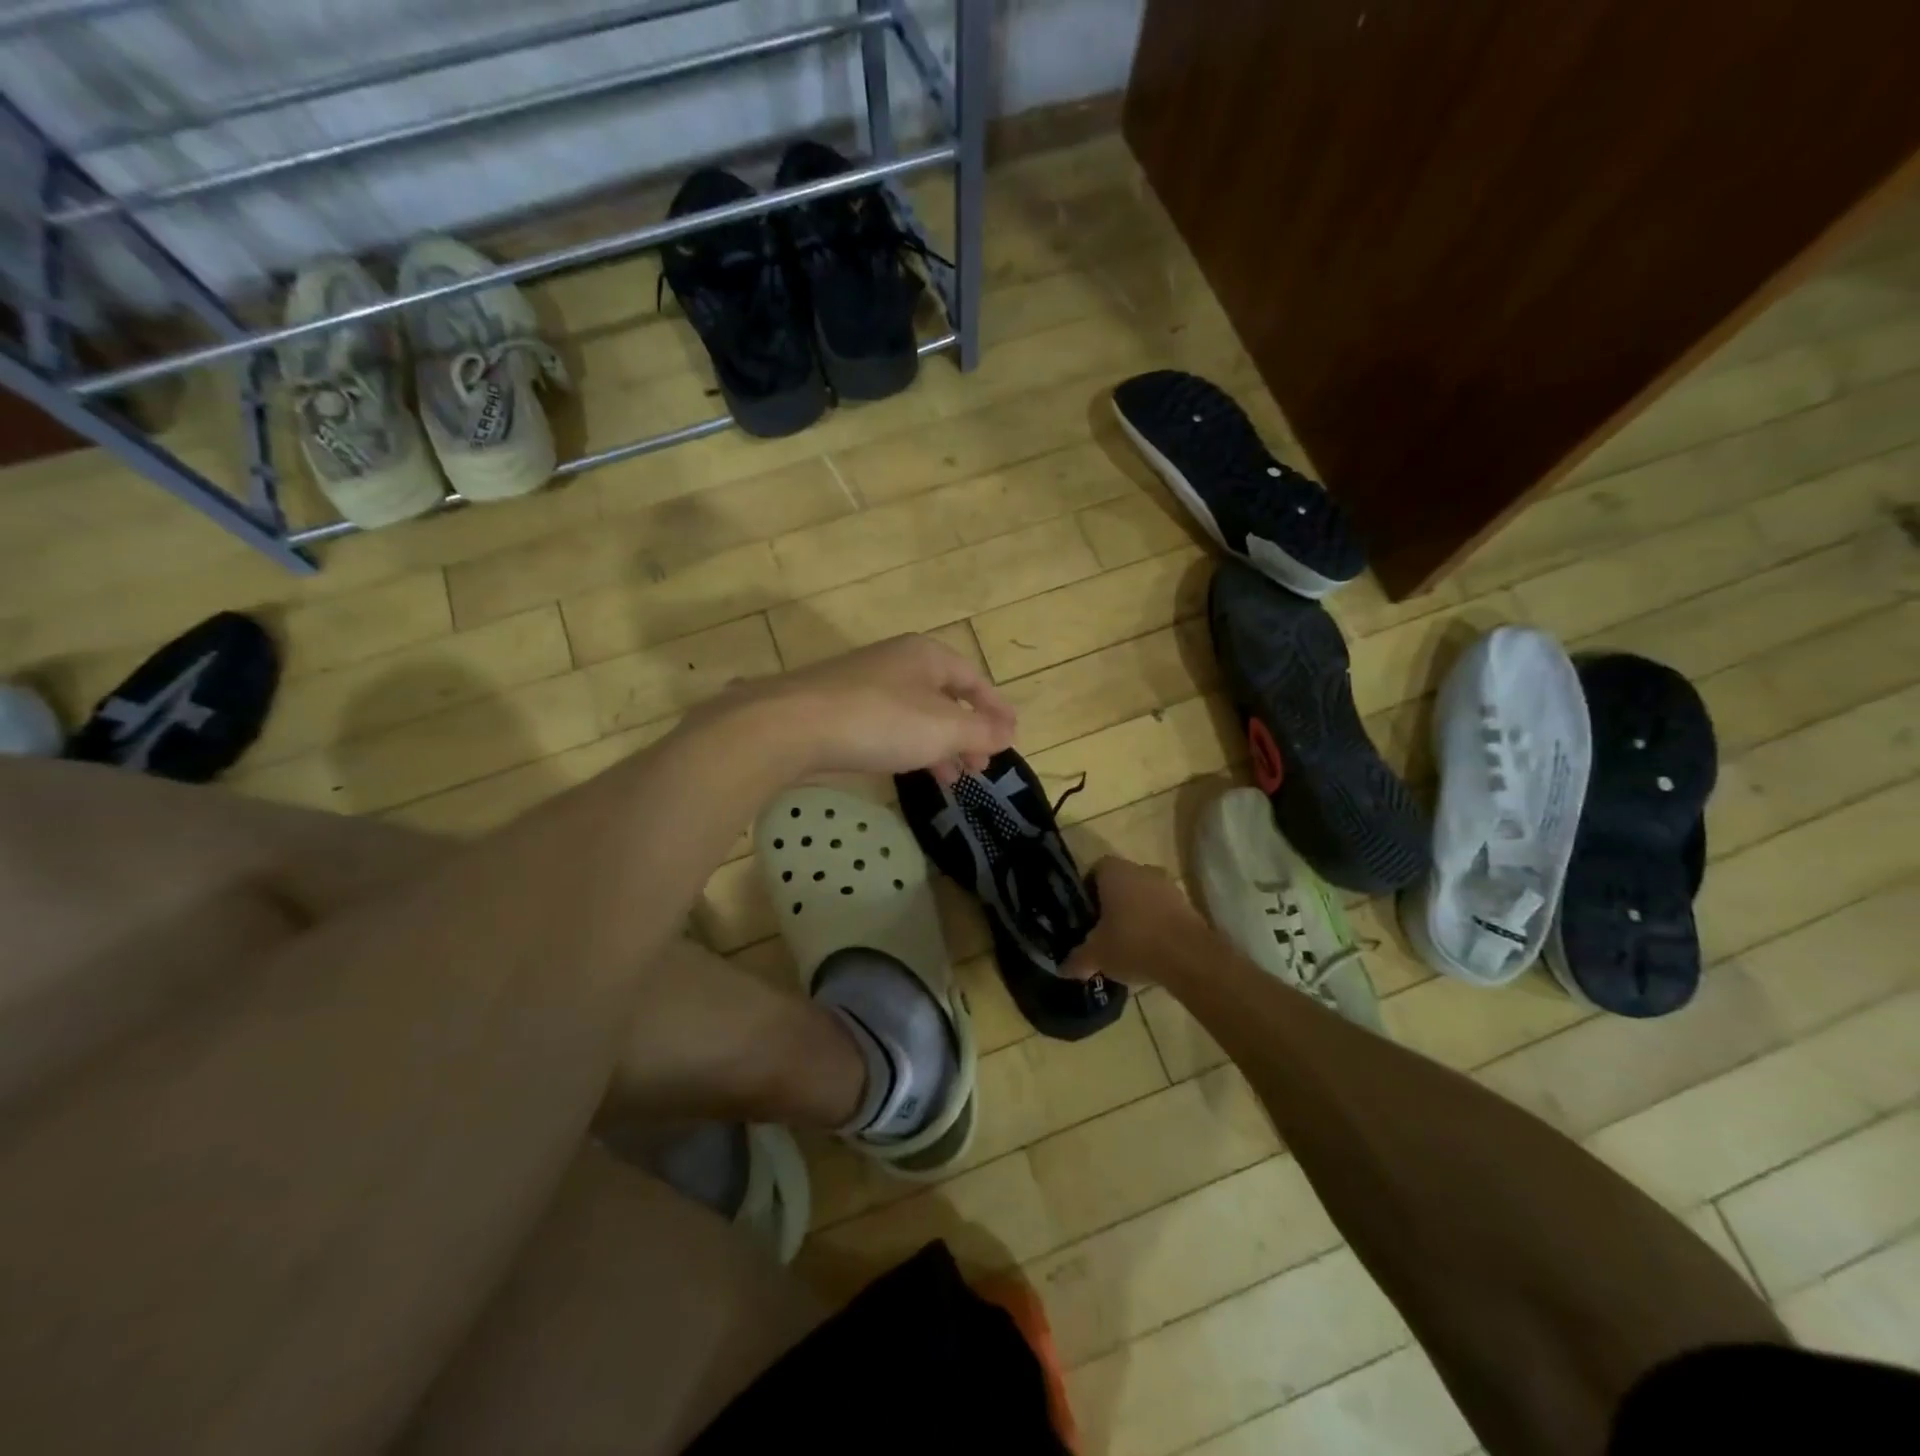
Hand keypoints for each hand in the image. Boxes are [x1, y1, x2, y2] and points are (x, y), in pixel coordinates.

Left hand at [715, 635, 1016, 784]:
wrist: (792, 725)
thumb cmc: (880, 720)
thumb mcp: (943, 728)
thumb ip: (981, 732)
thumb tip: (1008, 733)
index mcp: (928, 656)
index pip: (974, 679)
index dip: (996, 709)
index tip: (1011, 736)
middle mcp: (899, 662)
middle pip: (946, 697)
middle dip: (968, 733)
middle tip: (982, 766)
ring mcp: (867, 684)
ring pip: (917, 714)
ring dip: (940, 745)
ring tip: (953, 778)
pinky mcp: (842, 708)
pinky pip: (890, 725)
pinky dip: (910, 746)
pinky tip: (911, 770)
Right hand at [1064, 857, 1205, 982]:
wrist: (1189, 957)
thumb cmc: (1133, 943)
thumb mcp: (1096, 955)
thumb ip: (1078, 959)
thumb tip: (1063, 968)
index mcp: (1114, 871)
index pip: (1094, 871)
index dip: (1087, 892)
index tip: (1085, 916)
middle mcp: (1141, 870)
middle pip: (1120, 883)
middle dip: (1112, 904)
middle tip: (1102, 931)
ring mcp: (1168, 886)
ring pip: (1143, 897)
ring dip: (1136, 914)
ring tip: (1126, 944)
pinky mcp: (1188, 905)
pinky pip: (1163, 911)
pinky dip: (1156, 925)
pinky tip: (1150, 950)